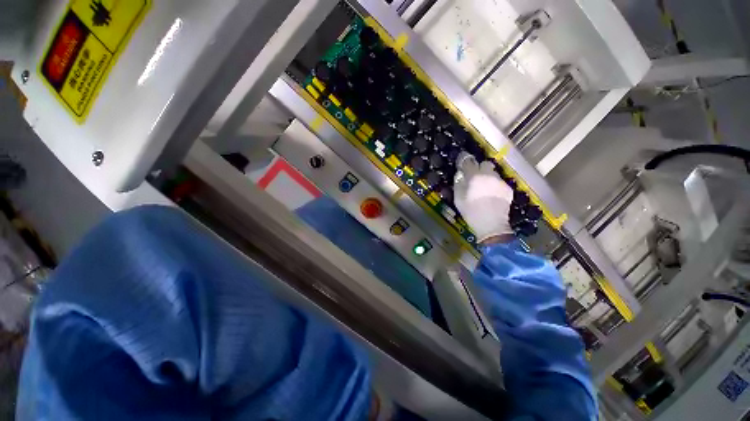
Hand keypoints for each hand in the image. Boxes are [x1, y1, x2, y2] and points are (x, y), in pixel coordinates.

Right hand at [454, 152, 513, 242]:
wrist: (491, 225)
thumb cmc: (471, 212)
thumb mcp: (458, 198)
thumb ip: (458, 183)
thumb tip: (460, 174)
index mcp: (474, 177)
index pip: (468, 162)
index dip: (464, 160)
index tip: (462, 162)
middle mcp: (489, 175)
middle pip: (484, 164)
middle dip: (479, 168)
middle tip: (475, 178)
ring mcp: (500, 181)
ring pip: (493, 173)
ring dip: (487, 177)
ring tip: (484, 189)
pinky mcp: (508, 189)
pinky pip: (499, 182)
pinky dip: (495, 185)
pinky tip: (492, 196)